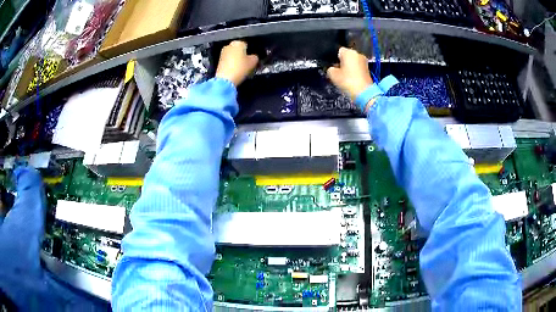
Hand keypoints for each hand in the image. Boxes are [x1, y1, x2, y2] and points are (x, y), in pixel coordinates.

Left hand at [215, 41, 258, 86]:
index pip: (247, 44)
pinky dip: (231, 63)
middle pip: (239, 49)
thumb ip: (255, 57)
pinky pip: (228, 59)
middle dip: (242, 54)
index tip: (252, 57)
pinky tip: (235, 69)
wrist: (225, 79)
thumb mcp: (253, 62)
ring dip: (236, 58)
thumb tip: (253, 56)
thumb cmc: (240, 68)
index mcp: (238, 43)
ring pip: (233, 54)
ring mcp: (223, 52)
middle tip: (247, 62)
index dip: (251, 51)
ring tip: (241, 66)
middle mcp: (229, 45)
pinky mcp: (219, 60)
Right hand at [327, 47, 372, 100]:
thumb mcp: (332, 75)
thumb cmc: (348, 81)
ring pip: (353, 62)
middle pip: (346, 56)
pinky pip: (358, 68)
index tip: (333, 66)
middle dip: (342, 62)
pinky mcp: (368, 69)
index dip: (334, 58)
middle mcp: (358, 54)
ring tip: (345, 77)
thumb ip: (329, 69)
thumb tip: (332, 69)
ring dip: (348, 67)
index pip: (338, 51)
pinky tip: (351, 79)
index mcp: (348, 52)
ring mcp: (364, 62)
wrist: (363, 93)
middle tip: (338, 72)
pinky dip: (354, 72)